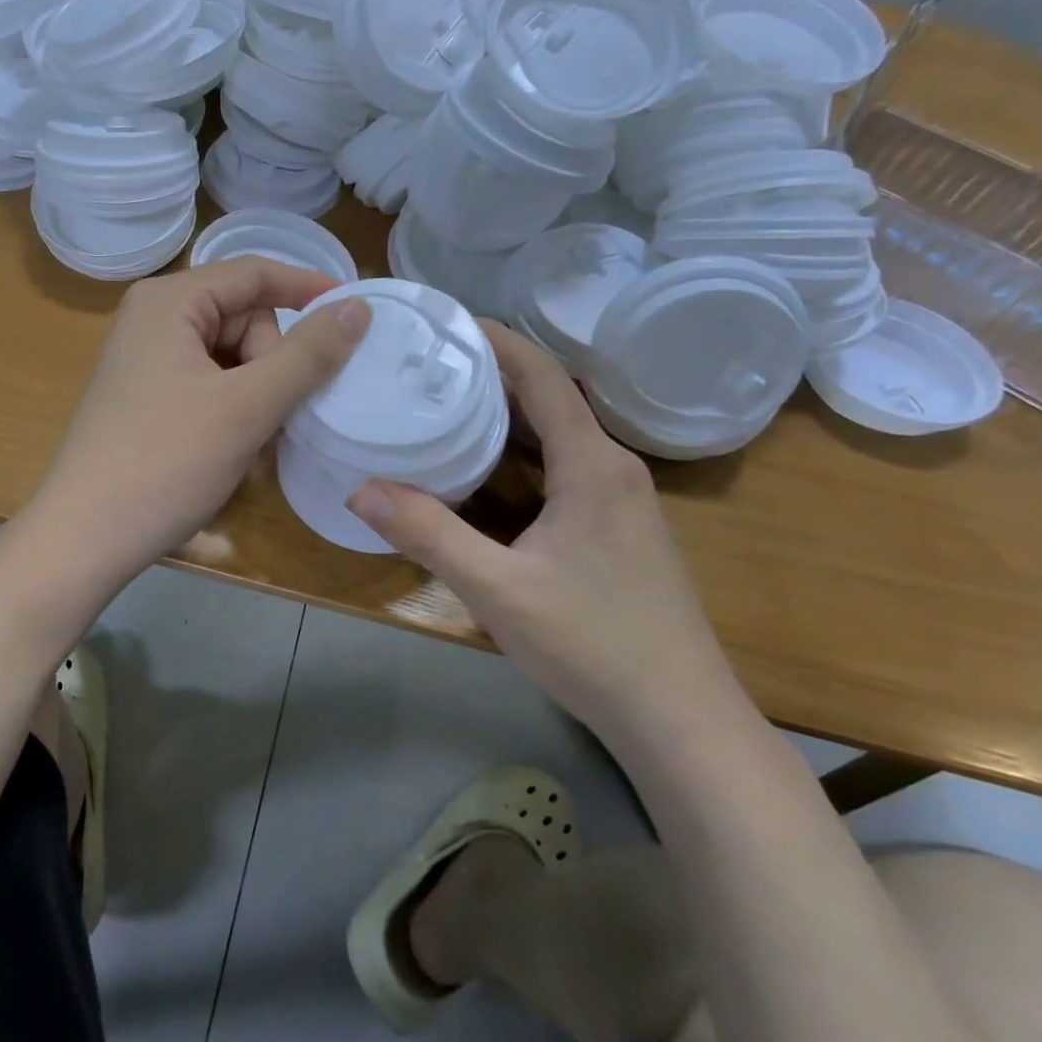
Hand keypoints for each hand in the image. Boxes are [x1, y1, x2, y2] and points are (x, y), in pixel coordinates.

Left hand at [25, 258, 370, 588]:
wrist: (86, 538)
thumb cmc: (167, 463)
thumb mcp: (247, 406)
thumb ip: (308, 354)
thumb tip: (358, 308)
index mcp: (169, 301)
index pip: (254, 274)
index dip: (309, 289)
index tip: (358, 314)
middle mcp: (153, 319)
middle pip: (243, 318)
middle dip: (271, 364)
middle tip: (271, 417)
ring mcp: (146, 360)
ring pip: (231, 357)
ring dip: (257, 395)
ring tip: (253, 442)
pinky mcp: (146, 396)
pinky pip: (209, 384)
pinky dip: (233, 410)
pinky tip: (233, 449)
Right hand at [347, 322, 738, 738]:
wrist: (683, 721)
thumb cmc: (594, 645)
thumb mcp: (498, 589)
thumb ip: (429, 535)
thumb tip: (359, 489)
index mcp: (593, 464)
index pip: (544, 377)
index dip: (500, 340)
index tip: (448, 319)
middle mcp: (613, 467)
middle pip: (551, 397)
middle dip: (493, 370)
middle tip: (428, 361)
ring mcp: (623, 500)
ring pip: (560, 432)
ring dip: (509, 410)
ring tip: (447, 399)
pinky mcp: (620, 528)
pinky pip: (567, 463)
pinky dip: (524, 447)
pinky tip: (487, 466)